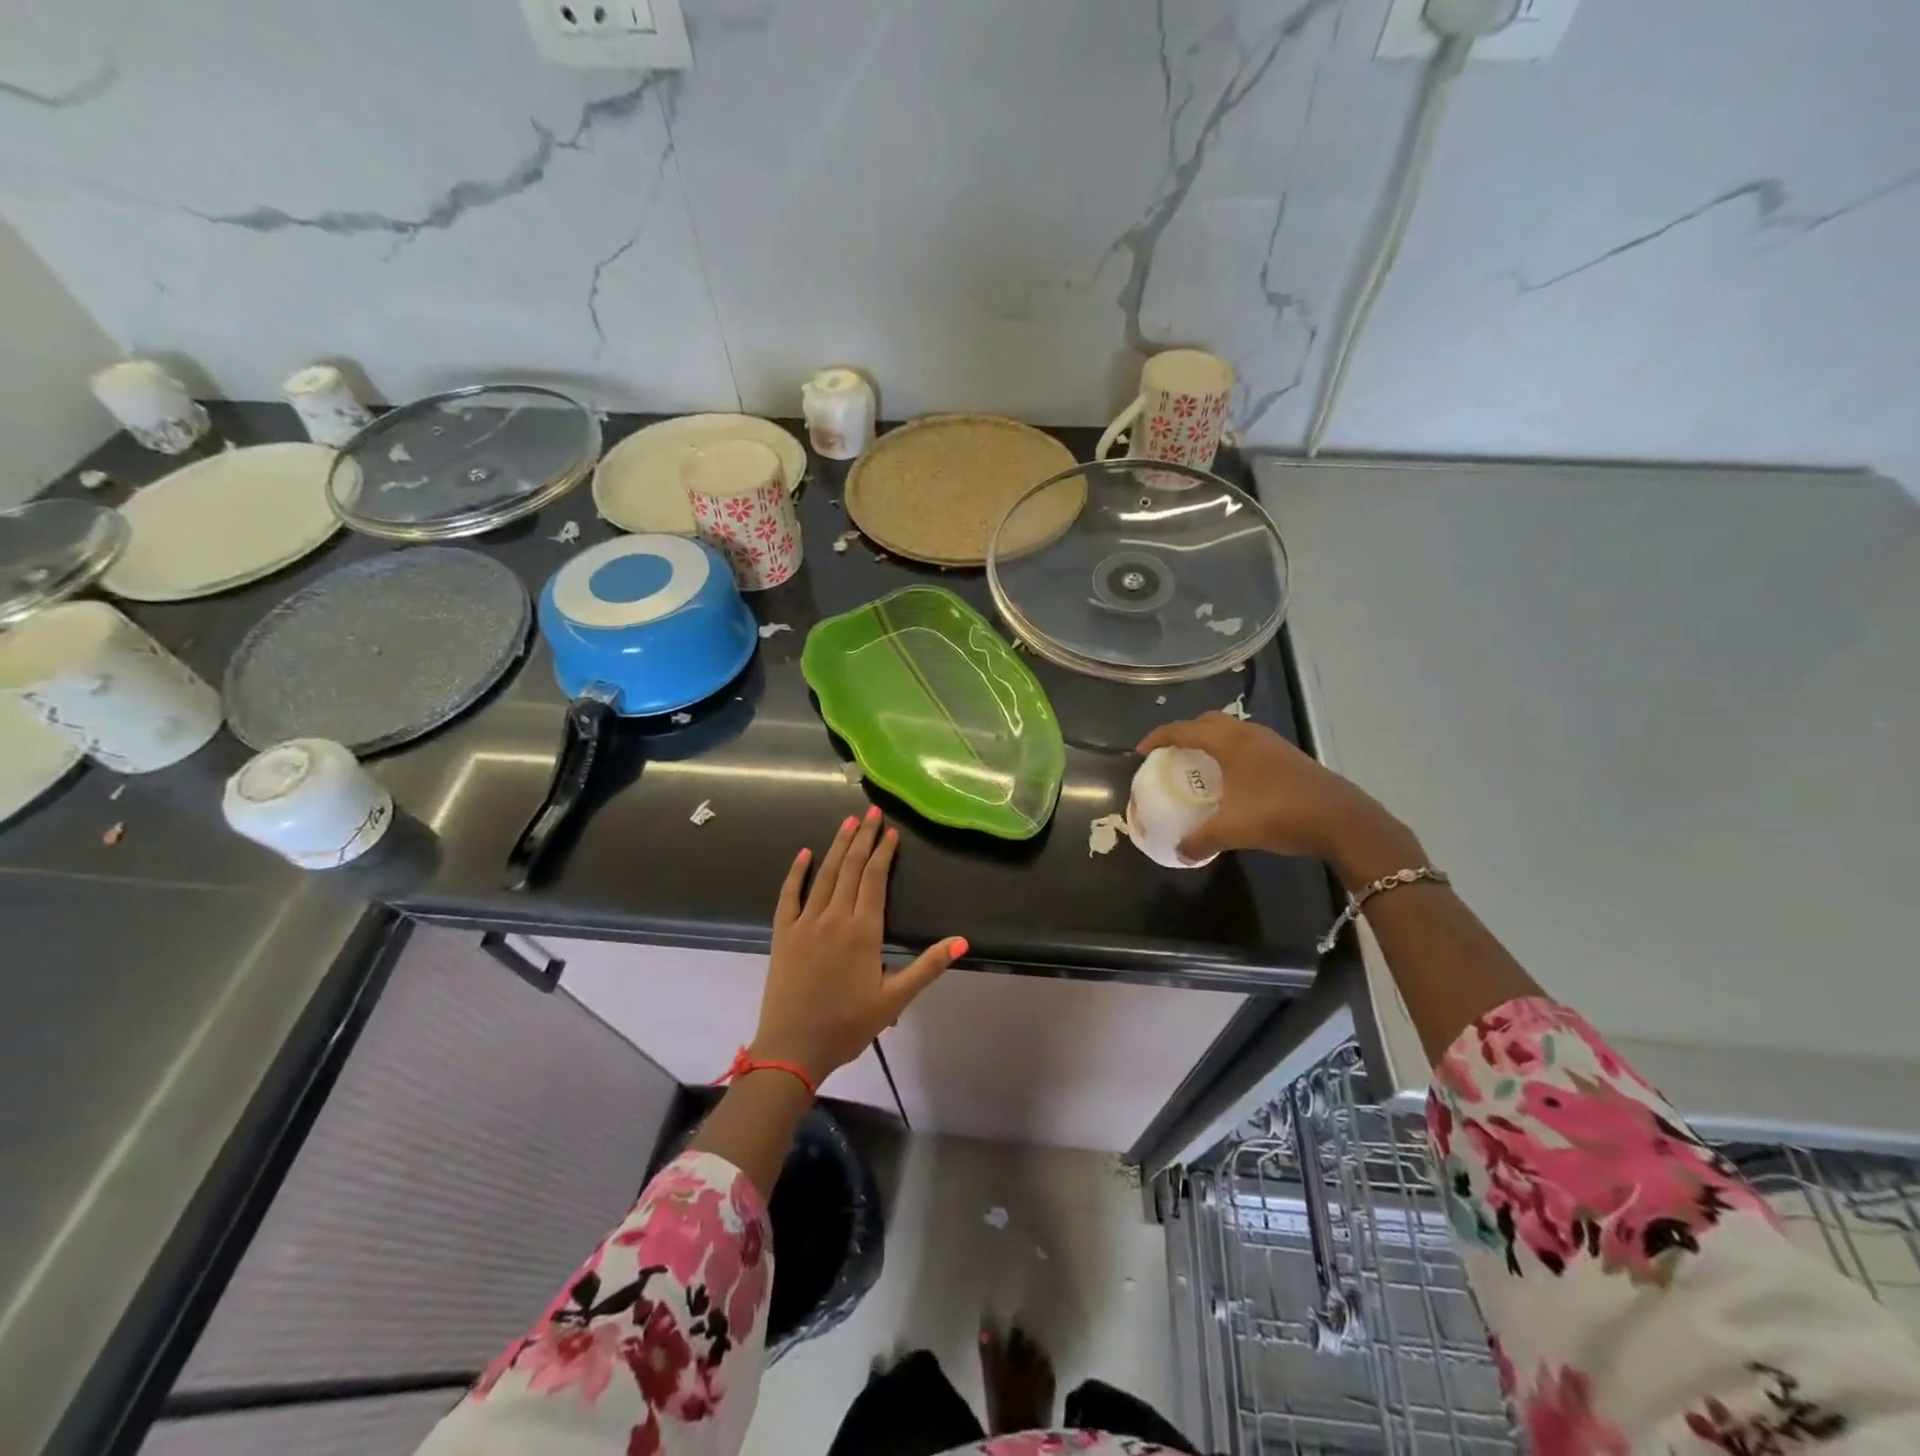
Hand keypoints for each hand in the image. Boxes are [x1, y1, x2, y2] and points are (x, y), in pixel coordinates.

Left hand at [752, 808, 964, 1084]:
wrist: (793, 1048)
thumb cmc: (848, 1025)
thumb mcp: (895, 999)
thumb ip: (928, 966)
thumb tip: (963, 941)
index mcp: (863, 931)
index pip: (875, 879)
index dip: (884, 852)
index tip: (891, 831)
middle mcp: (835, 917)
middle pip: (851, 868)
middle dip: (864, 838)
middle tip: (872, 812)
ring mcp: (806, 923)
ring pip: (824, 875)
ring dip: (837, 846)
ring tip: (848, 822)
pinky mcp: (784, 934)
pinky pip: (789, 895)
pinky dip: (797, 872)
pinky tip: (804, 854)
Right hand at [1136, 713, 1418, 880]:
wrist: (1343, 820)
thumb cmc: (1281, 814)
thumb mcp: (1232, 831)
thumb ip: (1200, 840)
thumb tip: (1179, 852)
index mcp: (1230, 743)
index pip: (1184, 730)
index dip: (1159, 737)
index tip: (1142, 752)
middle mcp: (1250, 735)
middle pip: (1209, 722)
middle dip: (1186, 733)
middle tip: (1172, 755)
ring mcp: (1274, 744)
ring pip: (1233, 732)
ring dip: (1212, 742)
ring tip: (1202, 766)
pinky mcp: (1290, 758)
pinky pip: (1250, 745)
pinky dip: (1233, 754)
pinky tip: (1235, 781)